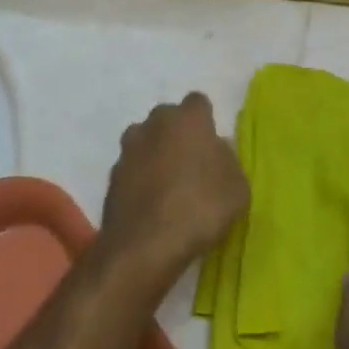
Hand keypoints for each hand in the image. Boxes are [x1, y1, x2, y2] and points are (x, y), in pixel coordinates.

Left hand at [98, 93, 248, 286]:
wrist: (144, 246)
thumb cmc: (201, 209)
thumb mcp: (237, 188)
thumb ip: (228, 161)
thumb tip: (216, 152)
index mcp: (188, 119)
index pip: (198, 102)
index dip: (206, 121)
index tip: (213, 144)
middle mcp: (154, 124)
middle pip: (168, 118)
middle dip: (178, 134)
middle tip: (192, 163)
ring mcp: (128, 150)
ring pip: (145, 141)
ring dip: (155, 154)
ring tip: (169, 185)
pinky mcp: (111, 177)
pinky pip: (132, 169)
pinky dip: (140, 179)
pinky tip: (151, 203)